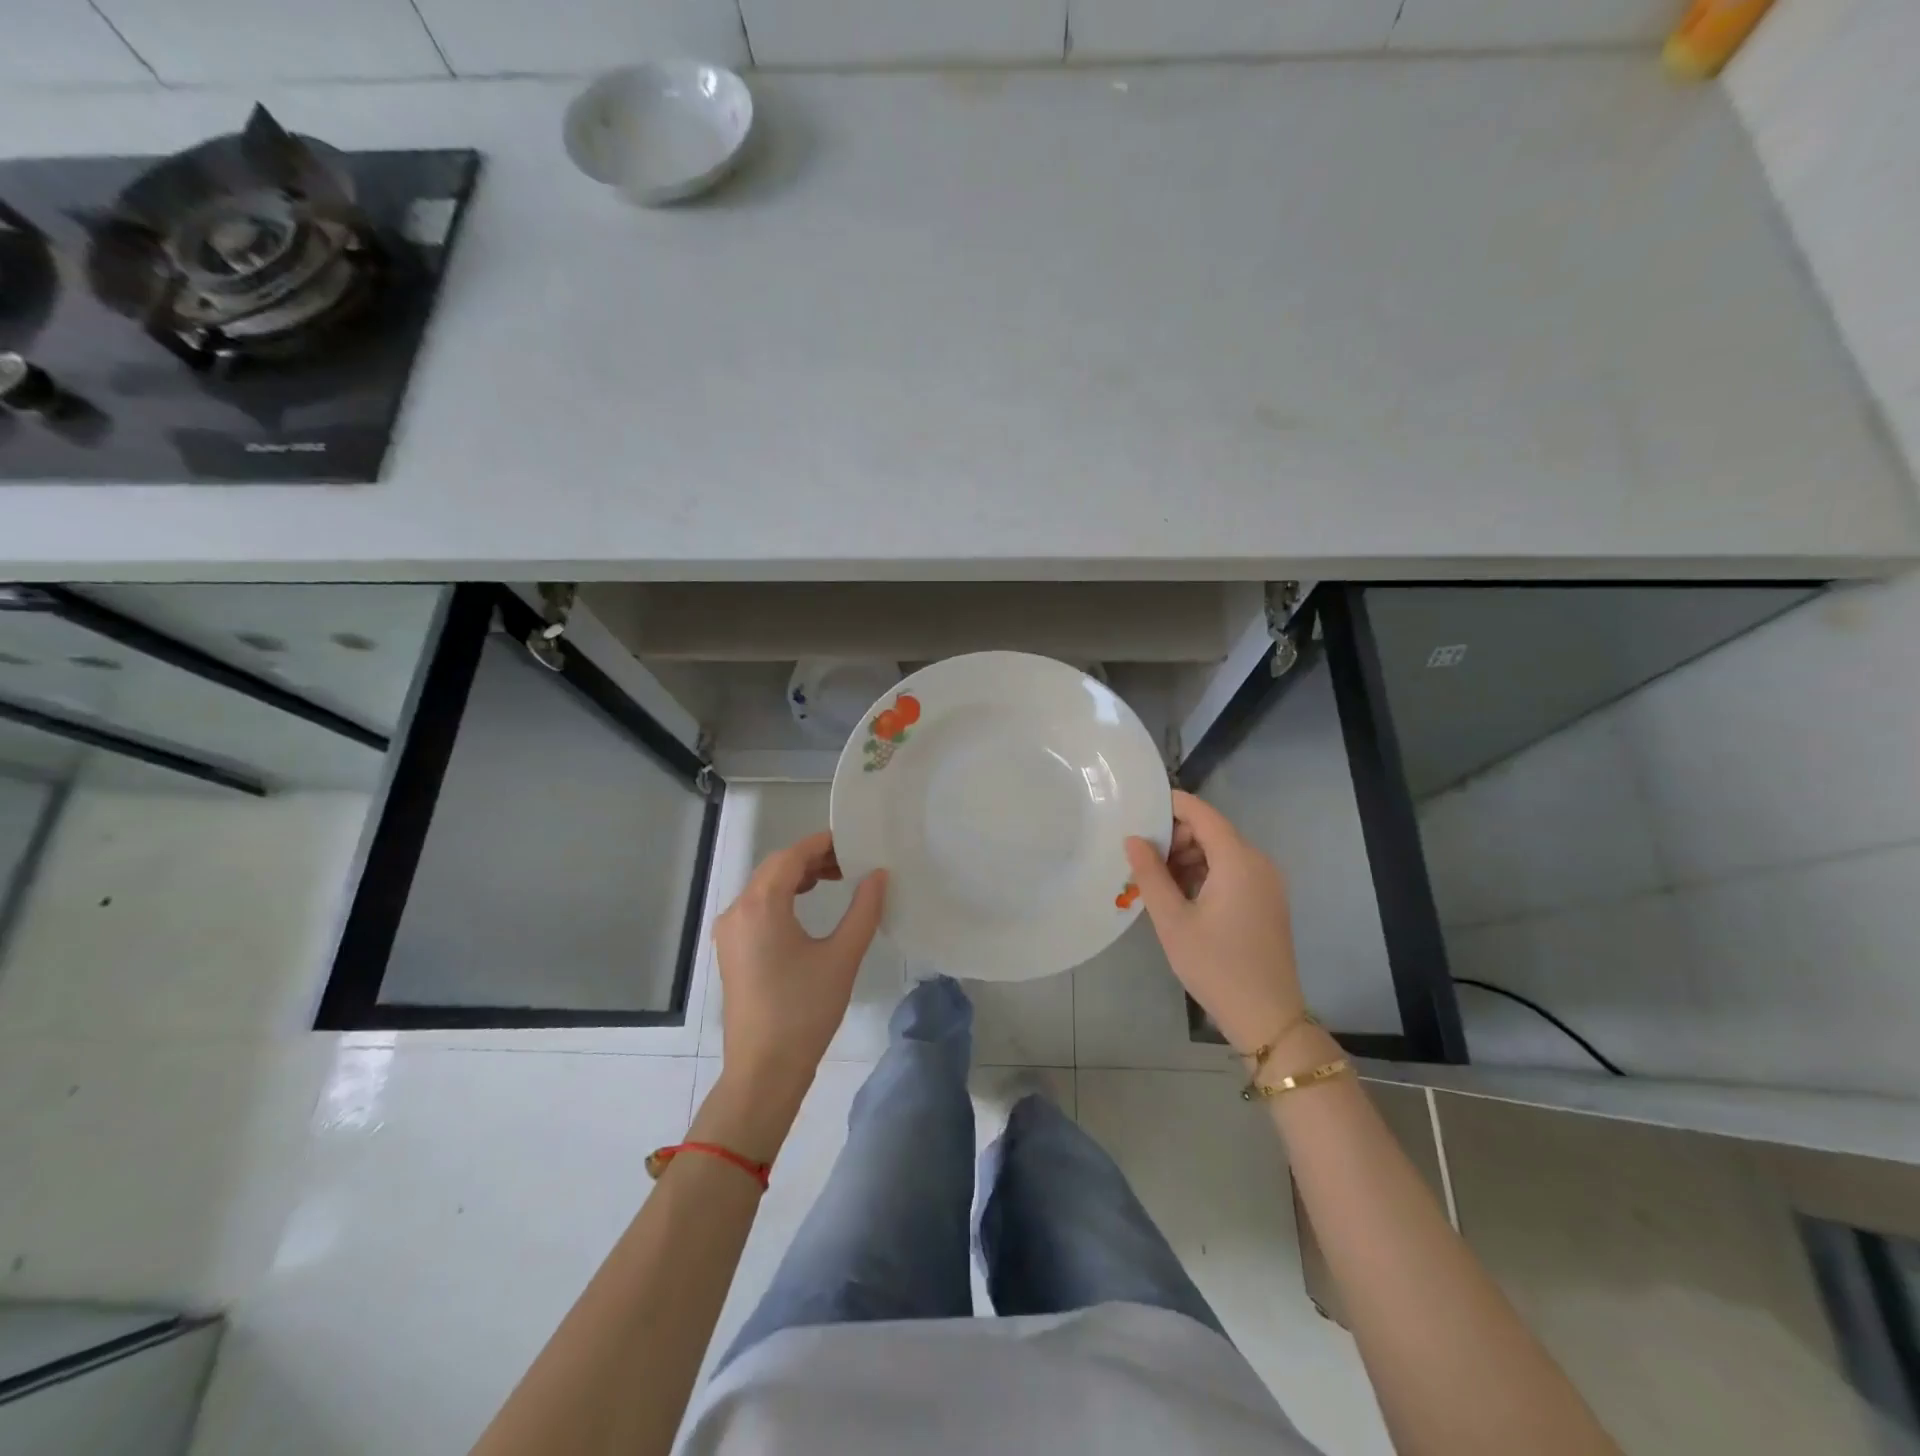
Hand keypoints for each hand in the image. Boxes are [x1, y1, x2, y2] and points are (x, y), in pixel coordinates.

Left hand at [714, 831, 886, 1096]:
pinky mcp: (731, 950)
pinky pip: (757, 907)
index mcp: (761, 906)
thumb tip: (878, 874)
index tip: (854, 842)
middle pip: (775, 867)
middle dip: (812, 858)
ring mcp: (730, 932)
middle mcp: (737, 911)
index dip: (823, 843)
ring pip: (764, 886)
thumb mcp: (843, 956)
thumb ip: (864, 909)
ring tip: (835, 880)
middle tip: (851, 863)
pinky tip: (807, 906)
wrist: (764, 1070)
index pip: (792, 856)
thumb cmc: (805, 1010)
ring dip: (797, 877)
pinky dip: (783, 896)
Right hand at [1124, 790, 1306, 1054]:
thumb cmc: (1215, 966)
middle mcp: (1258, 862)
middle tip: (1140, 859)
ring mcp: (1267, 882)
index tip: (1136, 810)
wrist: (1267, 1018)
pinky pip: (1232, 871)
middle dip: (1175, 837)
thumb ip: (1150, 874)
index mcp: (1238, 860)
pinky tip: (1180, 896)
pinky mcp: (1267, 900)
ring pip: (1221, 852)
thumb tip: (1133, 838)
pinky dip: (1205, 873)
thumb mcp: (1172, 920)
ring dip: (1188, 857)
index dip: (1169, 805)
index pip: (1201, 813)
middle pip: (1211, 830)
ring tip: (1156, 882)